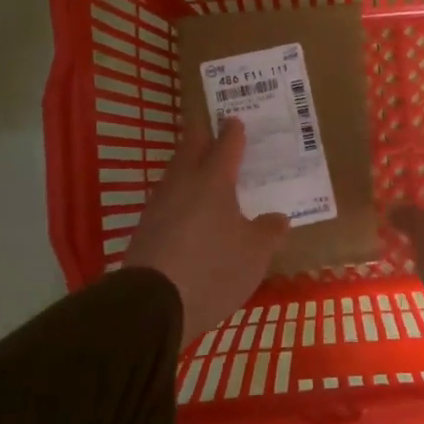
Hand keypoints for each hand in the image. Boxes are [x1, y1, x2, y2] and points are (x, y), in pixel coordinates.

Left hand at [126, 118, 289, 347]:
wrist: (152, 304)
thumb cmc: (213, 269)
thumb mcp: (255, 254)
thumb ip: (269, 232)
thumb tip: (278, 218)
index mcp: (213, 180)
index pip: (226, 145)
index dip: (233, 132)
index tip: (235, 120)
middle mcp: (183, 184)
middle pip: (191, 149)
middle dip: (202, 136)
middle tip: (213, 129)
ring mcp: (159, 205)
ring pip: (176, 174)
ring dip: (189, 167)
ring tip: (204, 171)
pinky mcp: (145, 229)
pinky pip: (167, 201)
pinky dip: (180, 197)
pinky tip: (188, 211)